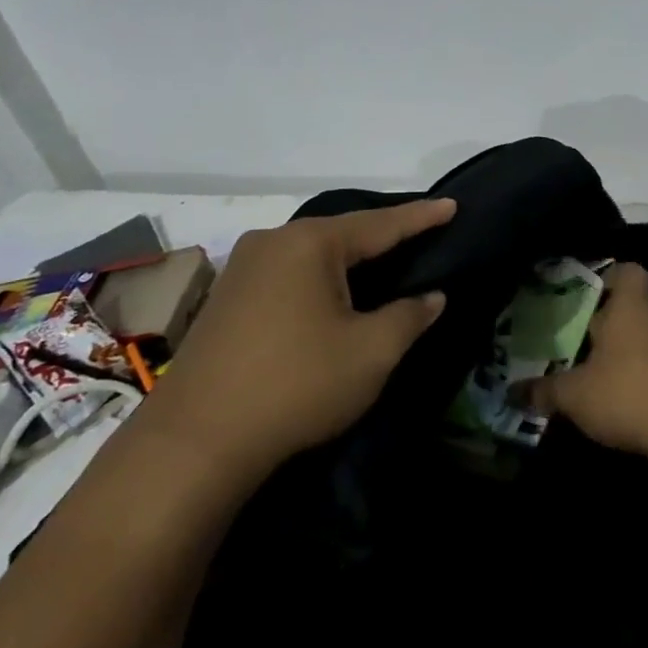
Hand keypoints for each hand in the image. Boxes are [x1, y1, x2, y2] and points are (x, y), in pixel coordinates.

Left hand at [150, 199, 455, 463]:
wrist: (195, 441)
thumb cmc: (296, 384)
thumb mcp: (371, 352)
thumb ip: (409, 316)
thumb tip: (433, 296)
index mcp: (310, 244)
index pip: (380, 224)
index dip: (421, 217)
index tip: (452, 205)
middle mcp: (272, 242)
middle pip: (341, 233)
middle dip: (383, 236)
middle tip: (421, 236)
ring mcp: (242, 269)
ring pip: (312, 255)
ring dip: (348, 261)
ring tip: (383, 264)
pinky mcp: (226, 299)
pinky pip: (288, 274)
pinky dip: (319, 279)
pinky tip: (332, 296)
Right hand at [525, 262, 647, 461]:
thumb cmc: (628, 392)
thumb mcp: (574, 395)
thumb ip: (544, 391)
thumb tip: (514, 392)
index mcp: (629, 308)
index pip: (628, 272)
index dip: (610, 276)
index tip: (588, 293)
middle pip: (632, 311)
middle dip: (607, 327)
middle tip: (575, 344)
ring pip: (645, 344)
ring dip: (624, 359)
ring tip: (592, 380)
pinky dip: (642, 385)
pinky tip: (620, 408)